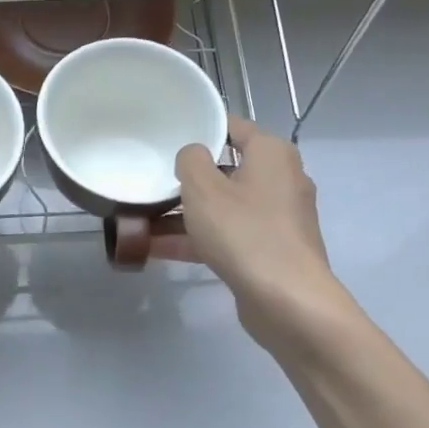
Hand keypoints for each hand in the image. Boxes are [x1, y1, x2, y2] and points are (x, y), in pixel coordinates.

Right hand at [158, 115, 342, 352]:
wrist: (287, 300)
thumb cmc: (244, 232)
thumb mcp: (203, 188)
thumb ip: (190, 161)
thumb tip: (193, 155)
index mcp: (271, 154)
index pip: (233, 127)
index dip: (201, 128)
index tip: (167, 135)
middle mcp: (280, 180)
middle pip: (226, 170)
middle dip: (187, 178)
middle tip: (151, 179)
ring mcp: (276, 219)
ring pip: (223, 207)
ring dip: (184, 213)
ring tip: (141, 218)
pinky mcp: (268, 251)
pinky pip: (226, 235)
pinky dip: (197, 239)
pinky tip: (156, 248)